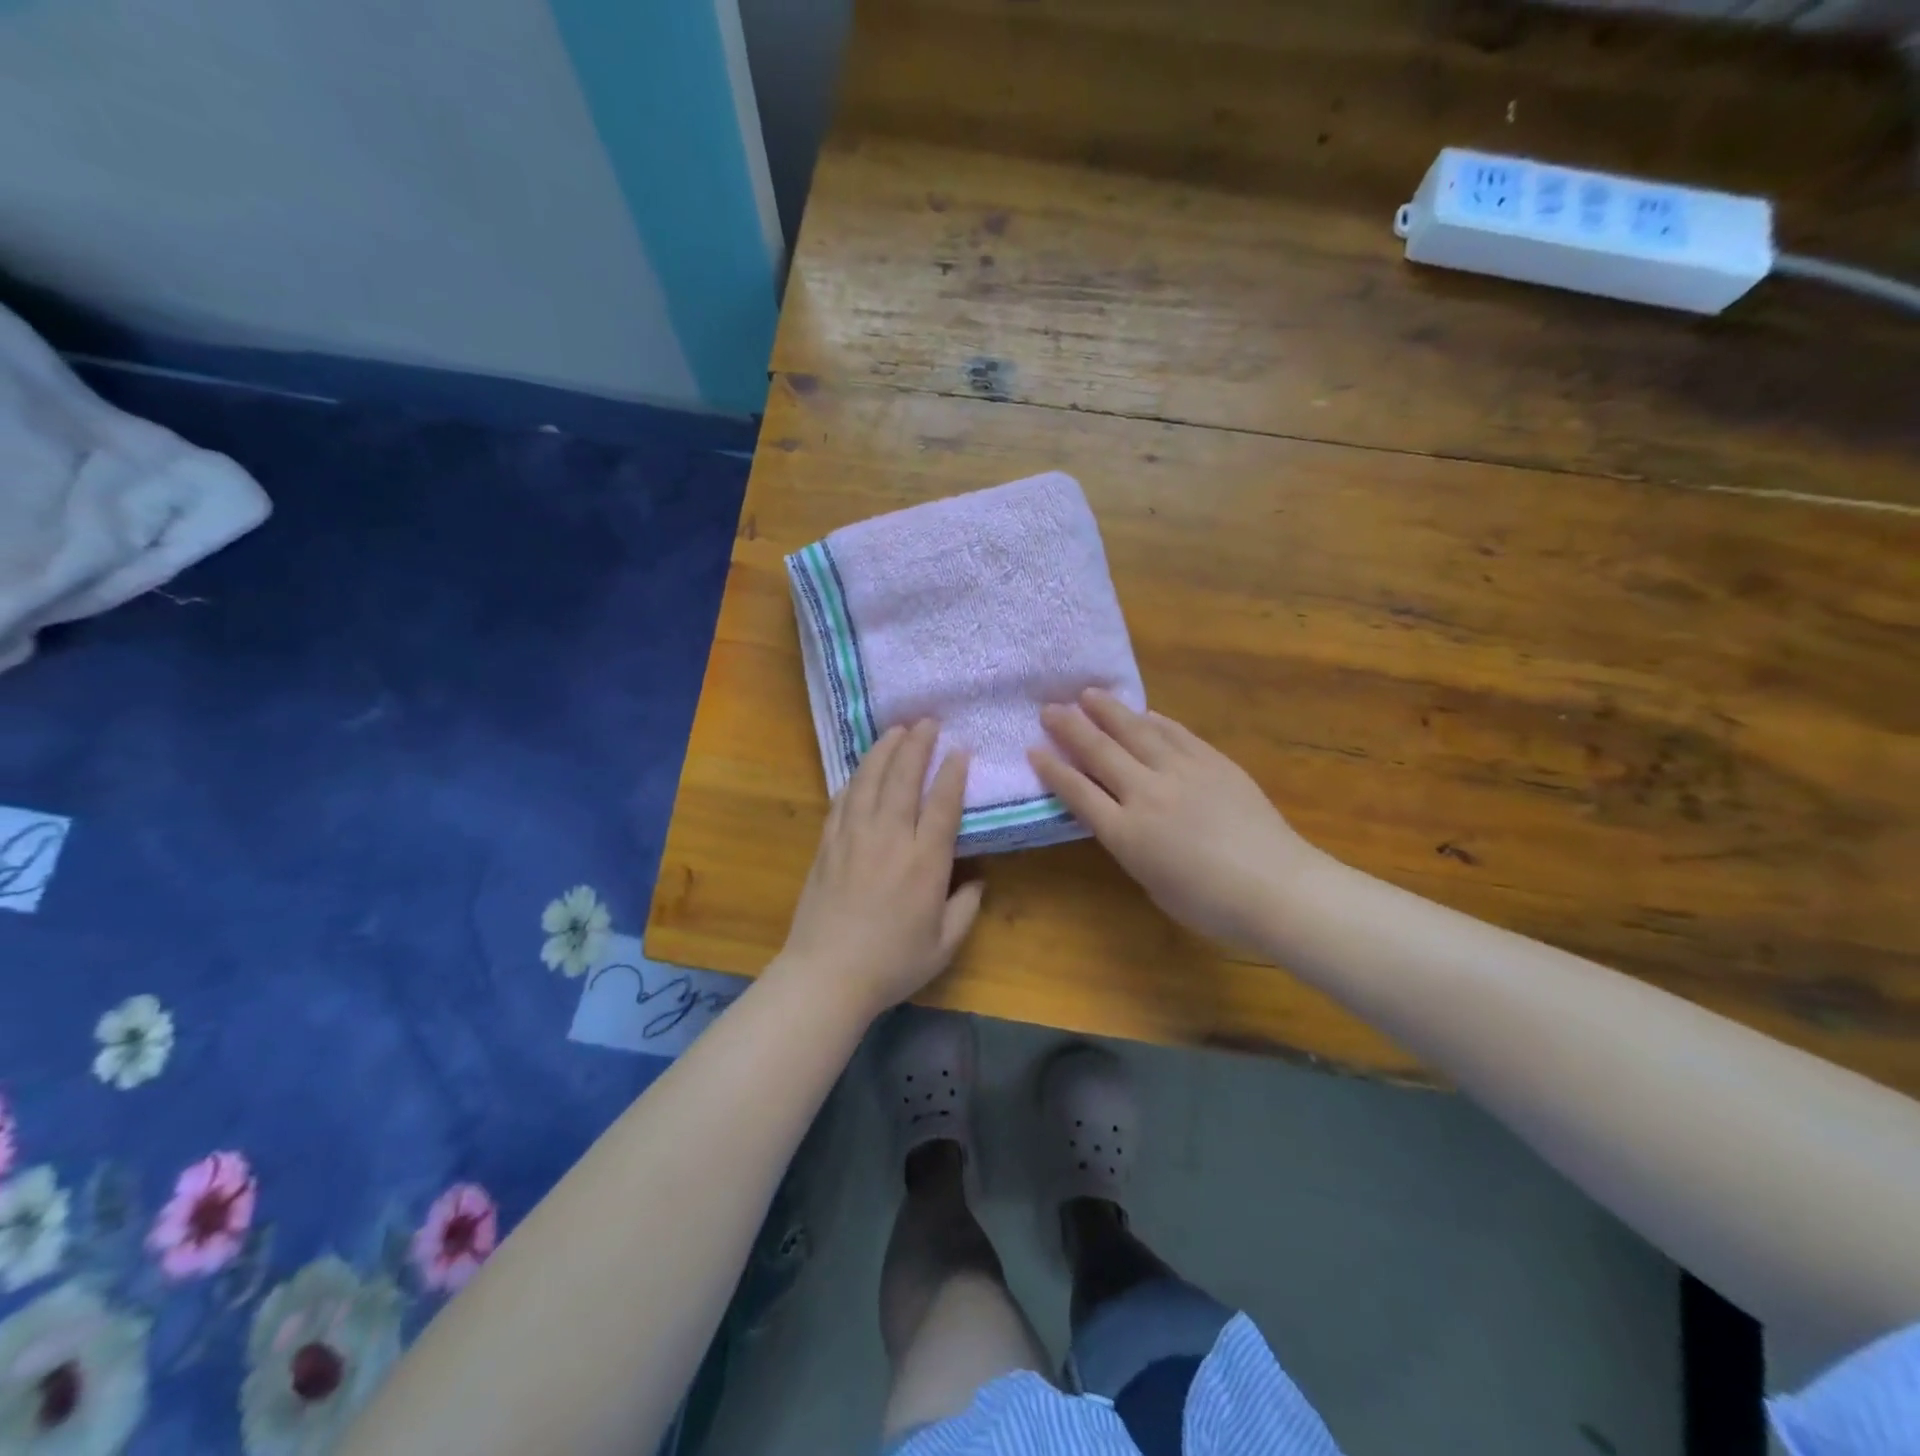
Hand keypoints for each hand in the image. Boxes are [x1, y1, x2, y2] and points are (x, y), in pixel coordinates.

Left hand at [777, 720, 985, 1017]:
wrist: (826, 976)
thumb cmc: (892, 964)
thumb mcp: (944, 944)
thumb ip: (966, 907)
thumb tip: (978, 878)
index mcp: (924, 862)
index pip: (942, 804)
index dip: (952, 773)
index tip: (960, 749)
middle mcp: (889, 839)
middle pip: (903, 779)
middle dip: (917, 745)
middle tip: (927, 721)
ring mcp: (853, 837)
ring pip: (870, 780)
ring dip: (884, 751)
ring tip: (896, 730)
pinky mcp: (827, 844)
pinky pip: (843, 800)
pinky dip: (855, 777)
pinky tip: (862, 767)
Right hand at [1031, 690, 1325, 951]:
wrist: (1276, 888)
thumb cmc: (1210, 905)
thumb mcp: (1152, 882)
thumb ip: (1131, 845)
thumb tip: (1127, 818)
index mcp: (1126, 833)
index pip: (1078, 792)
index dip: (1053, 769)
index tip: (1034, 748)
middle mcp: (1146, 794)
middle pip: (1100, 752)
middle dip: (1070, 728)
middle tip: (1049, 708)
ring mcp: (1181, 772)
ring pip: (1136, 732)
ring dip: (1109, 711)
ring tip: (1088, 694)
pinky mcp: (1213, 762)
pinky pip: (1176, 734)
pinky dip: (1154, 721)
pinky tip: (1143, 713)